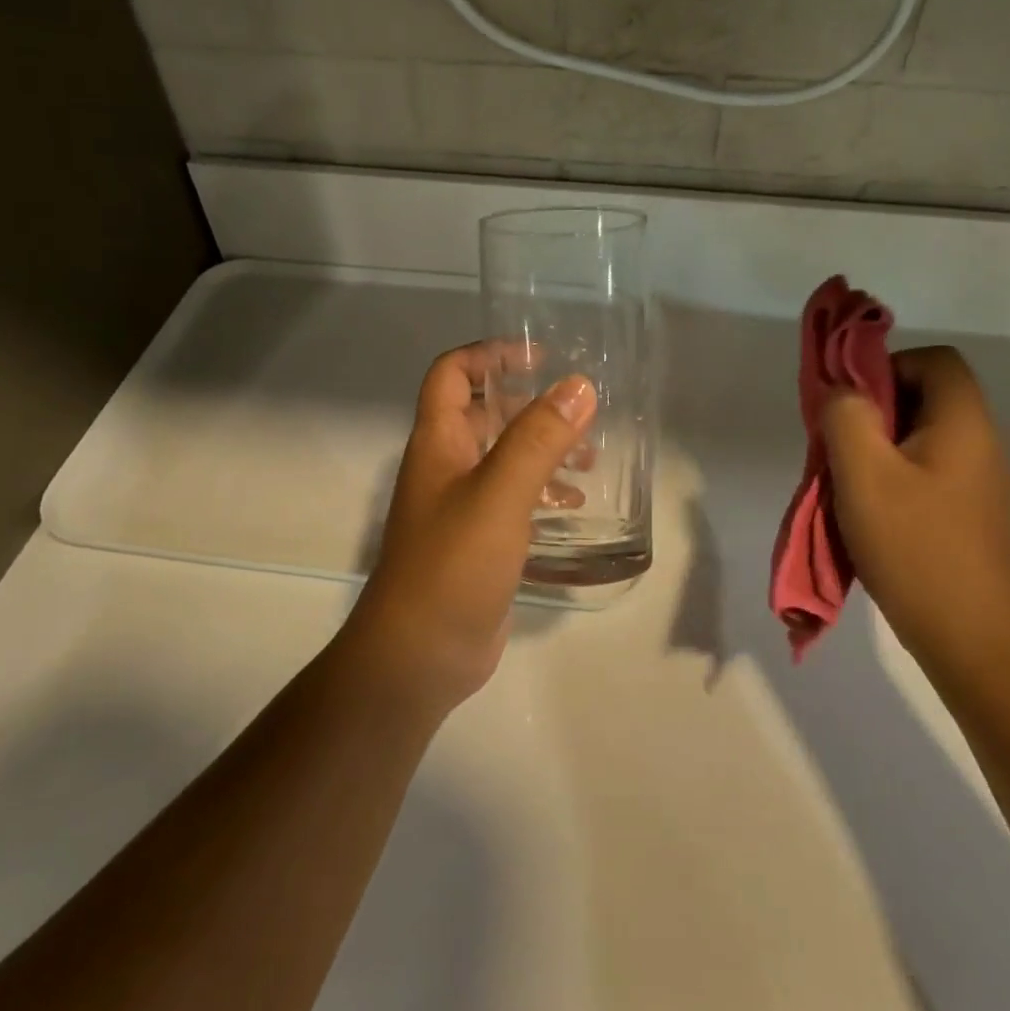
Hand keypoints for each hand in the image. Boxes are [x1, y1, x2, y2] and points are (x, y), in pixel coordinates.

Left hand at [340, 345, 596, 713]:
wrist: (418, 656)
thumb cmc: (453, 565)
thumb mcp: (500, 494)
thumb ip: (538, 439)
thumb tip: (578, 386)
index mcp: (437, 442)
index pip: (452, 374)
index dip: (489, 354)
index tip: (539, 356)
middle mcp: (444, 466)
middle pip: (482, 414)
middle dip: (528, 404)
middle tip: (578, 409)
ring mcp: (459, 506)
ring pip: (501, 457)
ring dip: (541, 449)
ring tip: (590, 458)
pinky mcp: (477, 541)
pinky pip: (511, 498)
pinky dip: (541, 490)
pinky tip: (573, 505)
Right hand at [821, 345, 1009, 672]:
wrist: (970, 635)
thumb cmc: (914, 545)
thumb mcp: (863, 472)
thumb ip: (846, 416)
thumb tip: (844, 394)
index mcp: (963, 422)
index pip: (934, 360)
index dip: (888, 368)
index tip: (853, 406)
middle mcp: (980, 442)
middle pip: (924, 396)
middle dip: (874, 412)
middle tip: (841, 447)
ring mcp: (978, 481)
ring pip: (920, 436)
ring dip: (878, 448)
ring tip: (849, 483)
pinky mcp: (968, 512)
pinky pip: (926, 470)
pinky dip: (893, 476)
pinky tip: (871, 512)